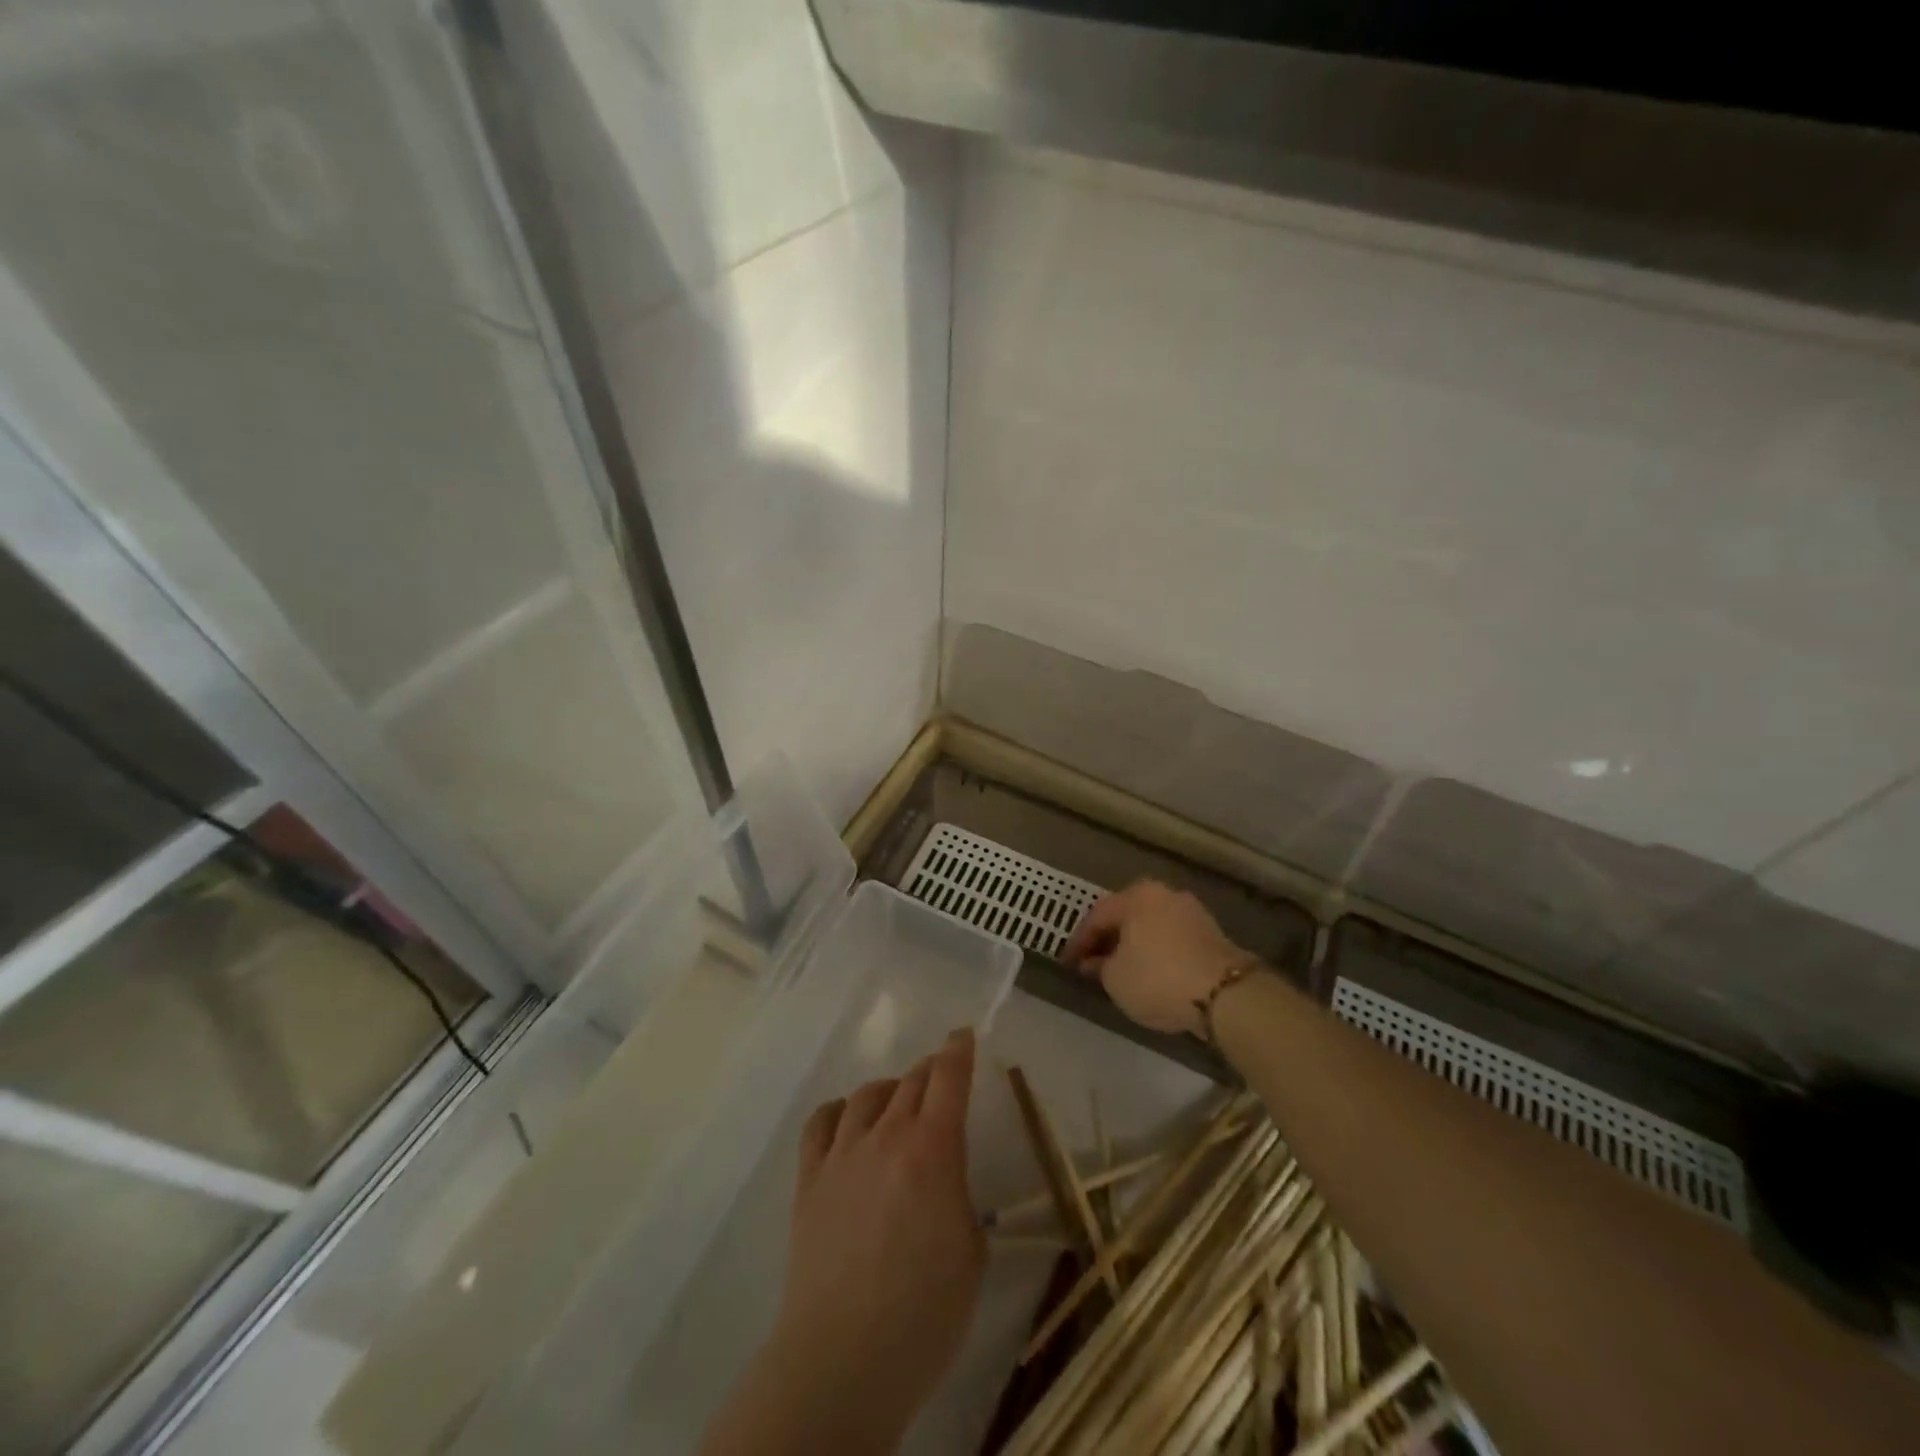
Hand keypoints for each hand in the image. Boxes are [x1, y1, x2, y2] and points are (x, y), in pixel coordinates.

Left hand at [703, 1030, 985, 1454]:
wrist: (843, 1357)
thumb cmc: (924, 1314)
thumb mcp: (970, 1254)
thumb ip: (960, 1202)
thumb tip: (946, 1189)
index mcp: (933, 1149)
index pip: (948, 1079)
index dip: (958, 1051)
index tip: (963, 1036)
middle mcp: (886, 1136)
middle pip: (910, 1082)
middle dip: (930, 1071)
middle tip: (940, 1074)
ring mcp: (842, 1154)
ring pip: (866, 1096)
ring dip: (888, 1089)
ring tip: (896, 1100)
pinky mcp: (810, 1179)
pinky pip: (821, 1123)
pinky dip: (838, 1111)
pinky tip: (846, 1120)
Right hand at [1062, 881, 1249, 1036]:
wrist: (1226, 994)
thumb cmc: (1158, 978)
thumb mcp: (1115, 978)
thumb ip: (1099, 966)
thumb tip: (1095, 962)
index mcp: (1136, 896)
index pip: (1097, 916)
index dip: (1079, 942)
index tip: (1067, 963)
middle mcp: (1164, 894)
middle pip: (1126, 917)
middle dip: (1108, 940)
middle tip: (1093, 963)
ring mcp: (1192, 912)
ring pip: (1150, 927)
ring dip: (1134, 946)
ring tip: (1121, 971)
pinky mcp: (1212, 933)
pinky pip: (1172, 939)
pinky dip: (1157, 952)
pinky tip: (1151, 973)